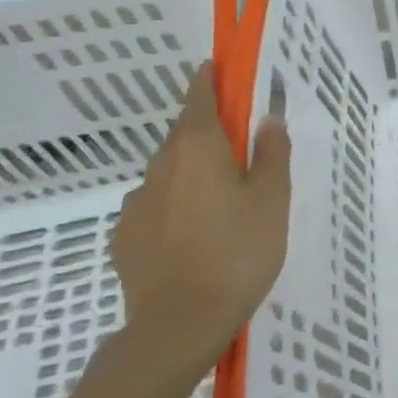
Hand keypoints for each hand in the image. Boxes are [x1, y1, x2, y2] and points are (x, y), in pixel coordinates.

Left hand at [109, 62, 290, 378]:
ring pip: (169, 174)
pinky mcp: (124, 239)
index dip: (209, 79)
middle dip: (208, 133)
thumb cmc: (237, 252)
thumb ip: (272, 154)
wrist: (177, 327)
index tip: (219, 69)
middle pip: (184, 135)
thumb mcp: (273, 200)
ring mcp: (136, 204)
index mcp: (198, 147)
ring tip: (220, 206)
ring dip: (192, 175)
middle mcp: (161, 166)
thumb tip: (267, 120)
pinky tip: (192, 238)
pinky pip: (155, 209)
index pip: (199, 97)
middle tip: (240, 152)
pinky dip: (174, 209)